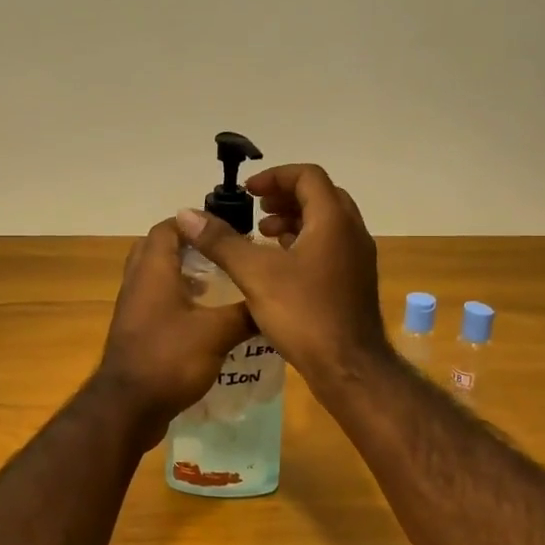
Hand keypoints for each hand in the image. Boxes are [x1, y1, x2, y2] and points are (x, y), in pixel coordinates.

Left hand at [95, 219, 255, 441]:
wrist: (127, 408)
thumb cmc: (169, 359)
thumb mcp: (216, 334)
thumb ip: (245, 313)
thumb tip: (272, 300)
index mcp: (153, 271)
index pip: (168, 228)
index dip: (194, 222)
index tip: (226, 229)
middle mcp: (138, 282)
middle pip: (157, 249)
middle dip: (188, 246)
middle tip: (220, 253)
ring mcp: (133, 309)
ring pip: (156, 277)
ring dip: (183, 274)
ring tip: (218, 283)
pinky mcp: (135, 332)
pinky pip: (155, 302)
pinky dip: (177, 299)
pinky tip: (204, 318)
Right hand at [174, 164, 389, 389]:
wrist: (349, 368)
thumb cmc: (304, 314)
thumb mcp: (255, 274)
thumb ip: (221, 241)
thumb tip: (187, 214)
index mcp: (333, 221)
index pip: (308, 176)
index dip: (275, 177)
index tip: (248, 193)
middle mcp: (352, 232)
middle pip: (319, 196)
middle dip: (284, 197)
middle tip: (255, 211)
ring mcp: (358, 258)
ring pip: (326, 223)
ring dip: (294, 221)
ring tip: (262, 236)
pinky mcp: (355, 281)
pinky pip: (330, 246)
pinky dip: (304, 243)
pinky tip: (279, 265)